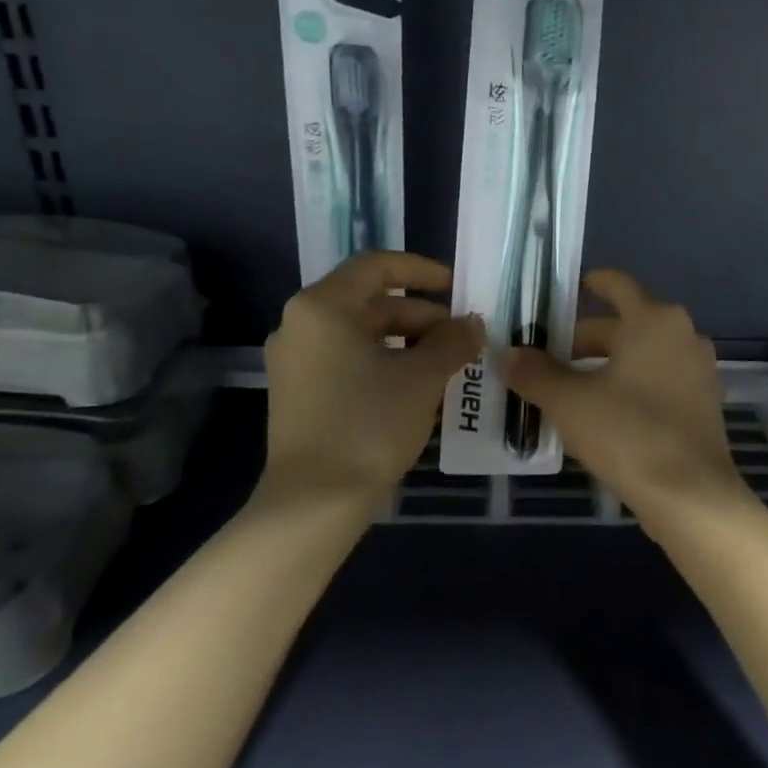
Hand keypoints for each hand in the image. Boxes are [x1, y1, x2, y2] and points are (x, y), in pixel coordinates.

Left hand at [262, 251, 483, 501]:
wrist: (315, 502)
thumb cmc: (370, 424)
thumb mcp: (422, 378)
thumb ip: (453, 341)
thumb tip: (472, 324)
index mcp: (323, 307)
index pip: (377, 266)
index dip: (422, 271)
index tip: (457, 289)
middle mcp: (300, 325)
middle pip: (369, 302)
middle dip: (421, 316)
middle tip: (460, 337)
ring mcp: (295, 362)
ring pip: (360, 335)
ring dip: (407, 343)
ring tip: (446, 365)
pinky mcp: (298, 393)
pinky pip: (347, 361)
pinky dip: (384, 363)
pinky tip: (417, 389)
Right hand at [504, 269, 749, 526]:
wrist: (691, 497)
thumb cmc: (629, 434)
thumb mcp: (570, 402)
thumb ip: (535, 372)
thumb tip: (508, 354)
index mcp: (654, 320)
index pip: (616, 284)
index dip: (586, 284)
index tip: (558, 296)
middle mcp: (682, 335)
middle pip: (624, 325)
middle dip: (582, 340)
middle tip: (543, 359)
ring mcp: (697, 370)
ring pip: (639, 356)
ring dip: (603, 366)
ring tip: (564, 389)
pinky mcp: (701, 404)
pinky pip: (656, 381)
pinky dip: (628, 387)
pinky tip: (600, 414)